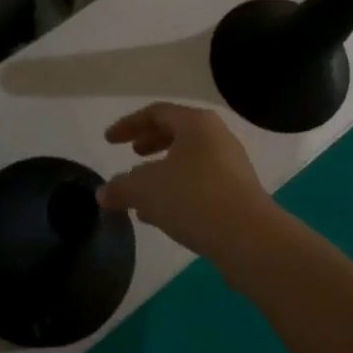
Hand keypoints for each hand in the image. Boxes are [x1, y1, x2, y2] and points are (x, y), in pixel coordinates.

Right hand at [98, 103, 272, 257]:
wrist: (249, 239)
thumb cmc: (193, 199)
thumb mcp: (145, 190)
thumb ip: (120, 187)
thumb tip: (103, 193)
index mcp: (196, 124)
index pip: (156, 113)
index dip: (128, 125)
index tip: (109, 141)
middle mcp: (217, 137)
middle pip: (176, 133)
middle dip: (150, 143)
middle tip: (131, 155)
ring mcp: (231, 166)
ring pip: (188, 161)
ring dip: (162, 172)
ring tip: (141, 192)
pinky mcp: (238, 194)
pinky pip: (200, 183)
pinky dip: (177, 191)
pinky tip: (161, 216)